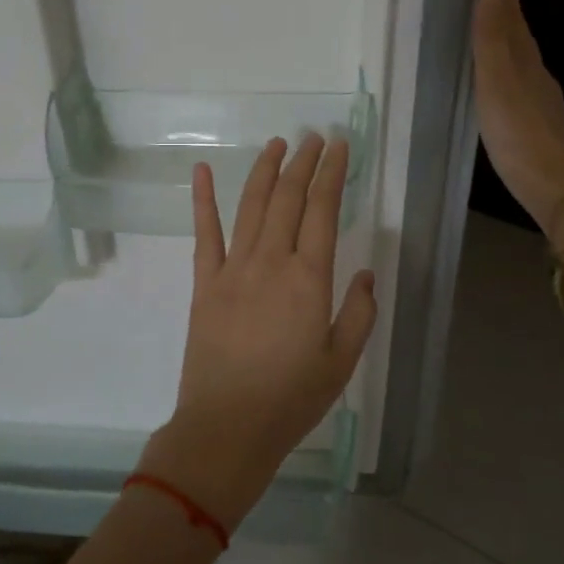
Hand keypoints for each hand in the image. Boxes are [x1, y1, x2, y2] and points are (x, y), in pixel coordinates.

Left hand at [138, 135, 376, 531]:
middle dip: (303, 163)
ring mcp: (232, 269)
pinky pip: (204, 233)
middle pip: (287, 199)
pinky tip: (201, 171)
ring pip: (250, 206)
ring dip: (265, 171)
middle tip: (313, 137)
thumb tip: (362, 273)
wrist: (227, 426)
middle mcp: (271, 262)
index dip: (332, 174)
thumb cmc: (291, 399)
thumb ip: (357, 313)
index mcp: (309, 279)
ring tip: (277, 144)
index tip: (340, 146)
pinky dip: (202, 200)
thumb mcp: (341, 362)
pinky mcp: (204, 283)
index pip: (323, 211)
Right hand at [472, 0, 563, 242]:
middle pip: (524, 43)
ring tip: (503, 35)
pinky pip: (523, 89)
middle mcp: (538, 80)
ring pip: (525, 65)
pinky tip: (509, 89)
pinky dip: (513, 76)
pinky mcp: (539, 129)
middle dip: (513, 19)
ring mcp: (541, 106)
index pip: (516, 26)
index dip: (510, 3)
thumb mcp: (498, 85)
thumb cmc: (519, 135)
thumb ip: (492, 42)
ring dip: (514, 46)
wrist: (556, 187)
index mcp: (527, 66)